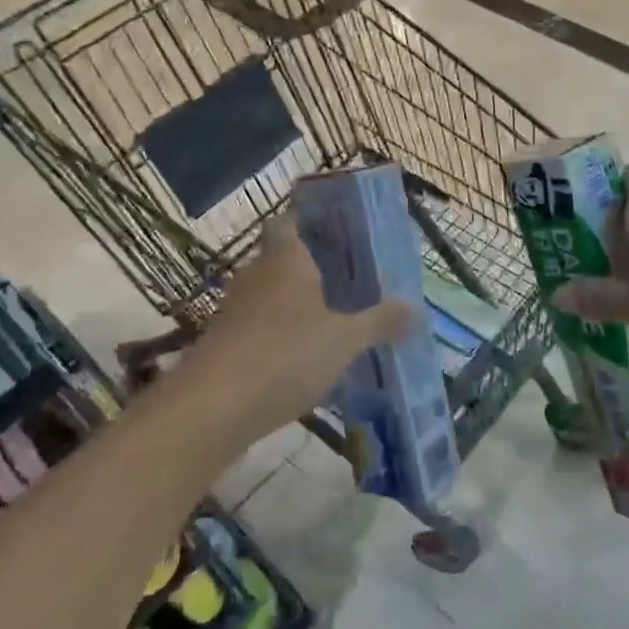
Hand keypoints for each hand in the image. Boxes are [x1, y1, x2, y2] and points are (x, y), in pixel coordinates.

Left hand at [188, 216, 415, 448]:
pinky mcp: (224, 344)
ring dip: (297, 303)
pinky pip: (260, 327)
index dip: (308, 219)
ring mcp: (235, 310)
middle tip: (351, 277)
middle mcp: (256, 276)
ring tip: (335, 318)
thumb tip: (416, 308)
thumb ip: (380, 322)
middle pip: (282, 258)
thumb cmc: (285, 355)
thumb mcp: (344, 340)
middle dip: (313, 266)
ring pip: (271, 295)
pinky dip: (281, 334)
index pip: (288, 221)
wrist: (212, 409)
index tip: (336, 229)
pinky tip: (306, 358)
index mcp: (285, 259)